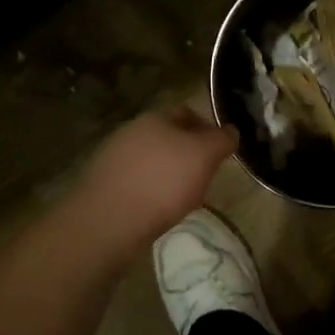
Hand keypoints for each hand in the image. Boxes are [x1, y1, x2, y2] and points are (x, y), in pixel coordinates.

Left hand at [71, 106, 238, 249]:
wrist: (107, 222)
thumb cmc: (163, 182)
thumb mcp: (204, 156)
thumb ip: (221, 140)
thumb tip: (231, 131)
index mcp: (155, 117)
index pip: (187, 112)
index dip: (208, 128)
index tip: (220, 151)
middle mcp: (131, 131)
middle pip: (168, 136)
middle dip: (188, 153)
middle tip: (205, 176)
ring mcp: (113, 158)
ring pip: (152, 160)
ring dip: (168, 174)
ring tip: (183, 198)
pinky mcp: (103, 185)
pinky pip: (136, 182)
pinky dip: (150, 192)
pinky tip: (157, 210)